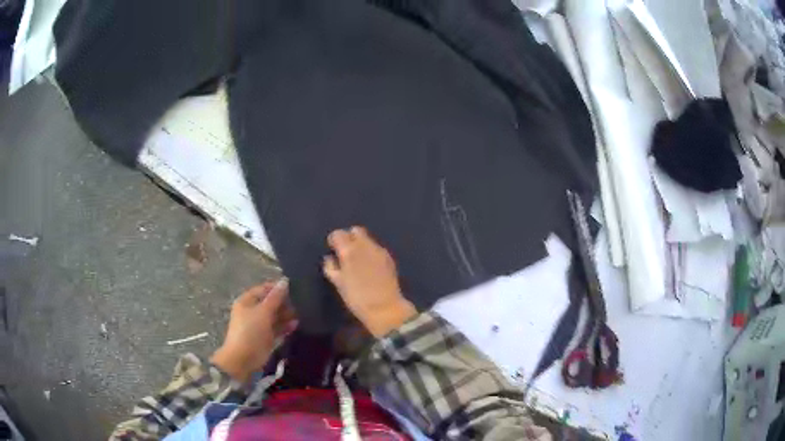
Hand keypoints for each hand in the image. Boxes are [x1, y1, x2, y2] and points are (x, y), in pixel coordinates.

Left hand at [211, 280, 297, 382]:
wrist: (243, 359)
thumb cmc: (250, 331)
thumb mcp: (263, 312)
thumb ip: (275, 297)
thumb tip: (285, 281)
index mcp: (246, 301)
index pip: (263, 289)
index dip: (277, 288)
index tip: (293, 288)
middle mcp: (252, 312)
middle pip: (270, 303)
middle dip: (284, 303)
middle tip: (300, 303)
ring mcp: (259, 325)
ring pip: (275, 316)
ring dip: (286, 315)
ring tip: (301, 314)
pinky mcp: (266, 338)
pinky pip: (277, 329)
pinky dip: (285, 327)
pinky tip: (296, 325)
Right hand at [323, 227, 416, 337]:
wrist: (385, 308)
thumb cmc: (357, 298)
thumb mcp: (338, 284)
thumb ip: (331, 267)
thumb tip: (330, 258)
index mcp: (349, 251)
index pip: (338, 234)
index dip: (334, 241)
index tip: (333, 250)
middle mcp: (364, 245)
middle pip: (355, 231)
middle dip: (349, 238)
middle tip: (345, 252)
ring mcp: (379, 250)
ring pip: (367, 238)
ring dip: (360, 244)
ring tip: (358, 260)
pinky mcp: (388, 257)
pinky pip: (376, 247)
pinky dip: (370, 251)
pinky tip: (370, 265)